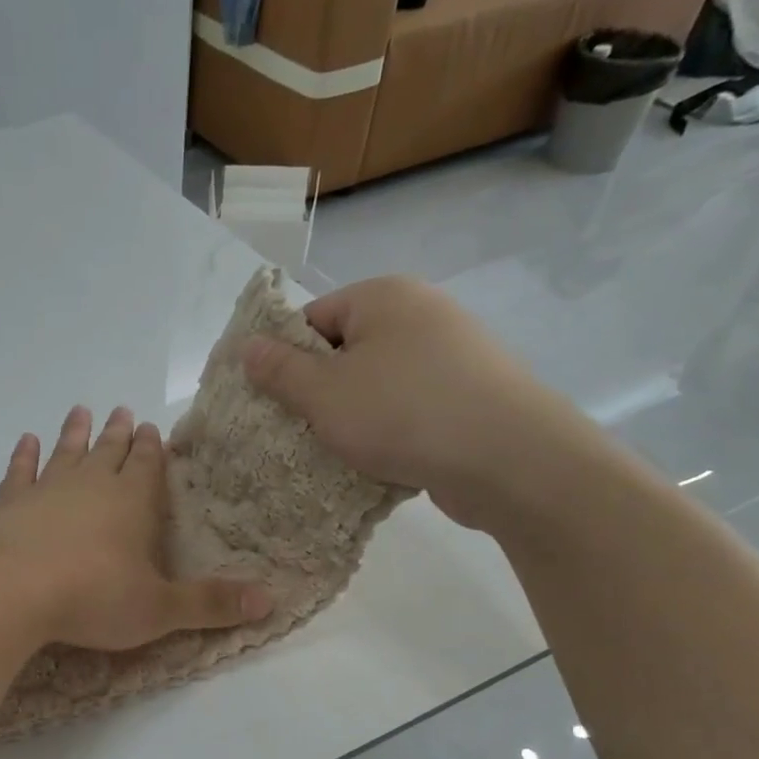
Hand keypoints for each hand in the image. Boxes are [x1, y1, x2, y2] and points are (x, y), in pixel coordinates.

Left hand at [0, 405, 272, 650]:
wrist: (10, 592)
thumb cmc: (92, 598)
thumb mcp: (159, 609)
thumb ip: (209, 603)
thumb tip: (271, 599)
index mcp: (131, 503)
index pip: (146, 466)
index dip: (151, 449)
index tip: (151, 427)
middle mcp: (89, 486)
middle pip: (108, 452)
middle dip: (118, 434)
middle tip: (121, 411)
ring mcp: (45, 491)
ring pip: (65, 453)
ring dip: (74, 434)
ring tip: (80, 411)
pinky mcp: (8, 505)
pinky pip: (19, 472)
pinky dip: (23, 456)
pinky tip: (26, 441)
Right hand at [243, 276, 594, 529]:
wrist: (509, 458)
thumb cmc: (402, 414)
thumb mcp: (324, 394)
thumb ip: (280, 371)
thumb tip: (248, 346)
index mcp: (383, 297)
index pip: (312, 320)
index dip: (285, 361)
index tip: (275, 404)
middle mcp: (422, 312)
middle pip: (345, 351)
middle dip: (319, 393)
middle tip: (300, 434)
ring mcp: (453, 352)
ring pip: (378, 384)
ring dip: (353, 417)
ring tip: (339, 453)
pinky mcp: (471, 392)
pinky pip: (411, 406)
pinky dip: (390, 430)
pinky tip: (381, 461)